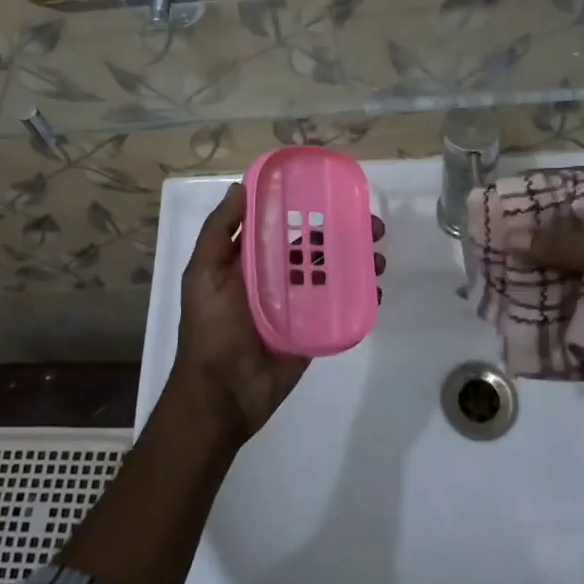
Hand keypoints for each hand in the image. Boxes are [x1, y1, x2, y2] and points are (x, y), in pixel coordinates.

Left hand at [169, 182, 385, 442]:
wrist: (221, 396)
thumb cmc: (210, 329)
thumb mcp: (204, 273)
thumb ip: (219, 231)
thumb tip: (240, 187)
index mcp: (249, 260)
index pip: (280, 224)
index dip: (305, 207)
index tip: (334, 192)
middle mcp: (275, 277)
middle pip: (314, 247)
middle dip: (343, 233)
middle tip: (373, 227)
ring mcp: (297, 305)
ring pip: (332, 274)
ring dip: (357, 262)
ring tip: (379, 260)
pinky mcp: (313, 331)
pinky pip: (339, 307)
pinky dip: (360, 296)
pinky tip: (375, 290)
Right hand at [521, 181, 583, 407]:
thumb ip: (561, 244)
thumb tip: (509, 239)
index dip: (545, 192)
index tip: (507, 199)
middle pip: (578, 226)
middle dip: (540, 234)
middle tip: (496, 237)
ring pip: (579, 261)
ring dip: (547, 267)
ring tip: (501, 268)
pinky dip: (561, 294)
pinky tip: (525, 297)